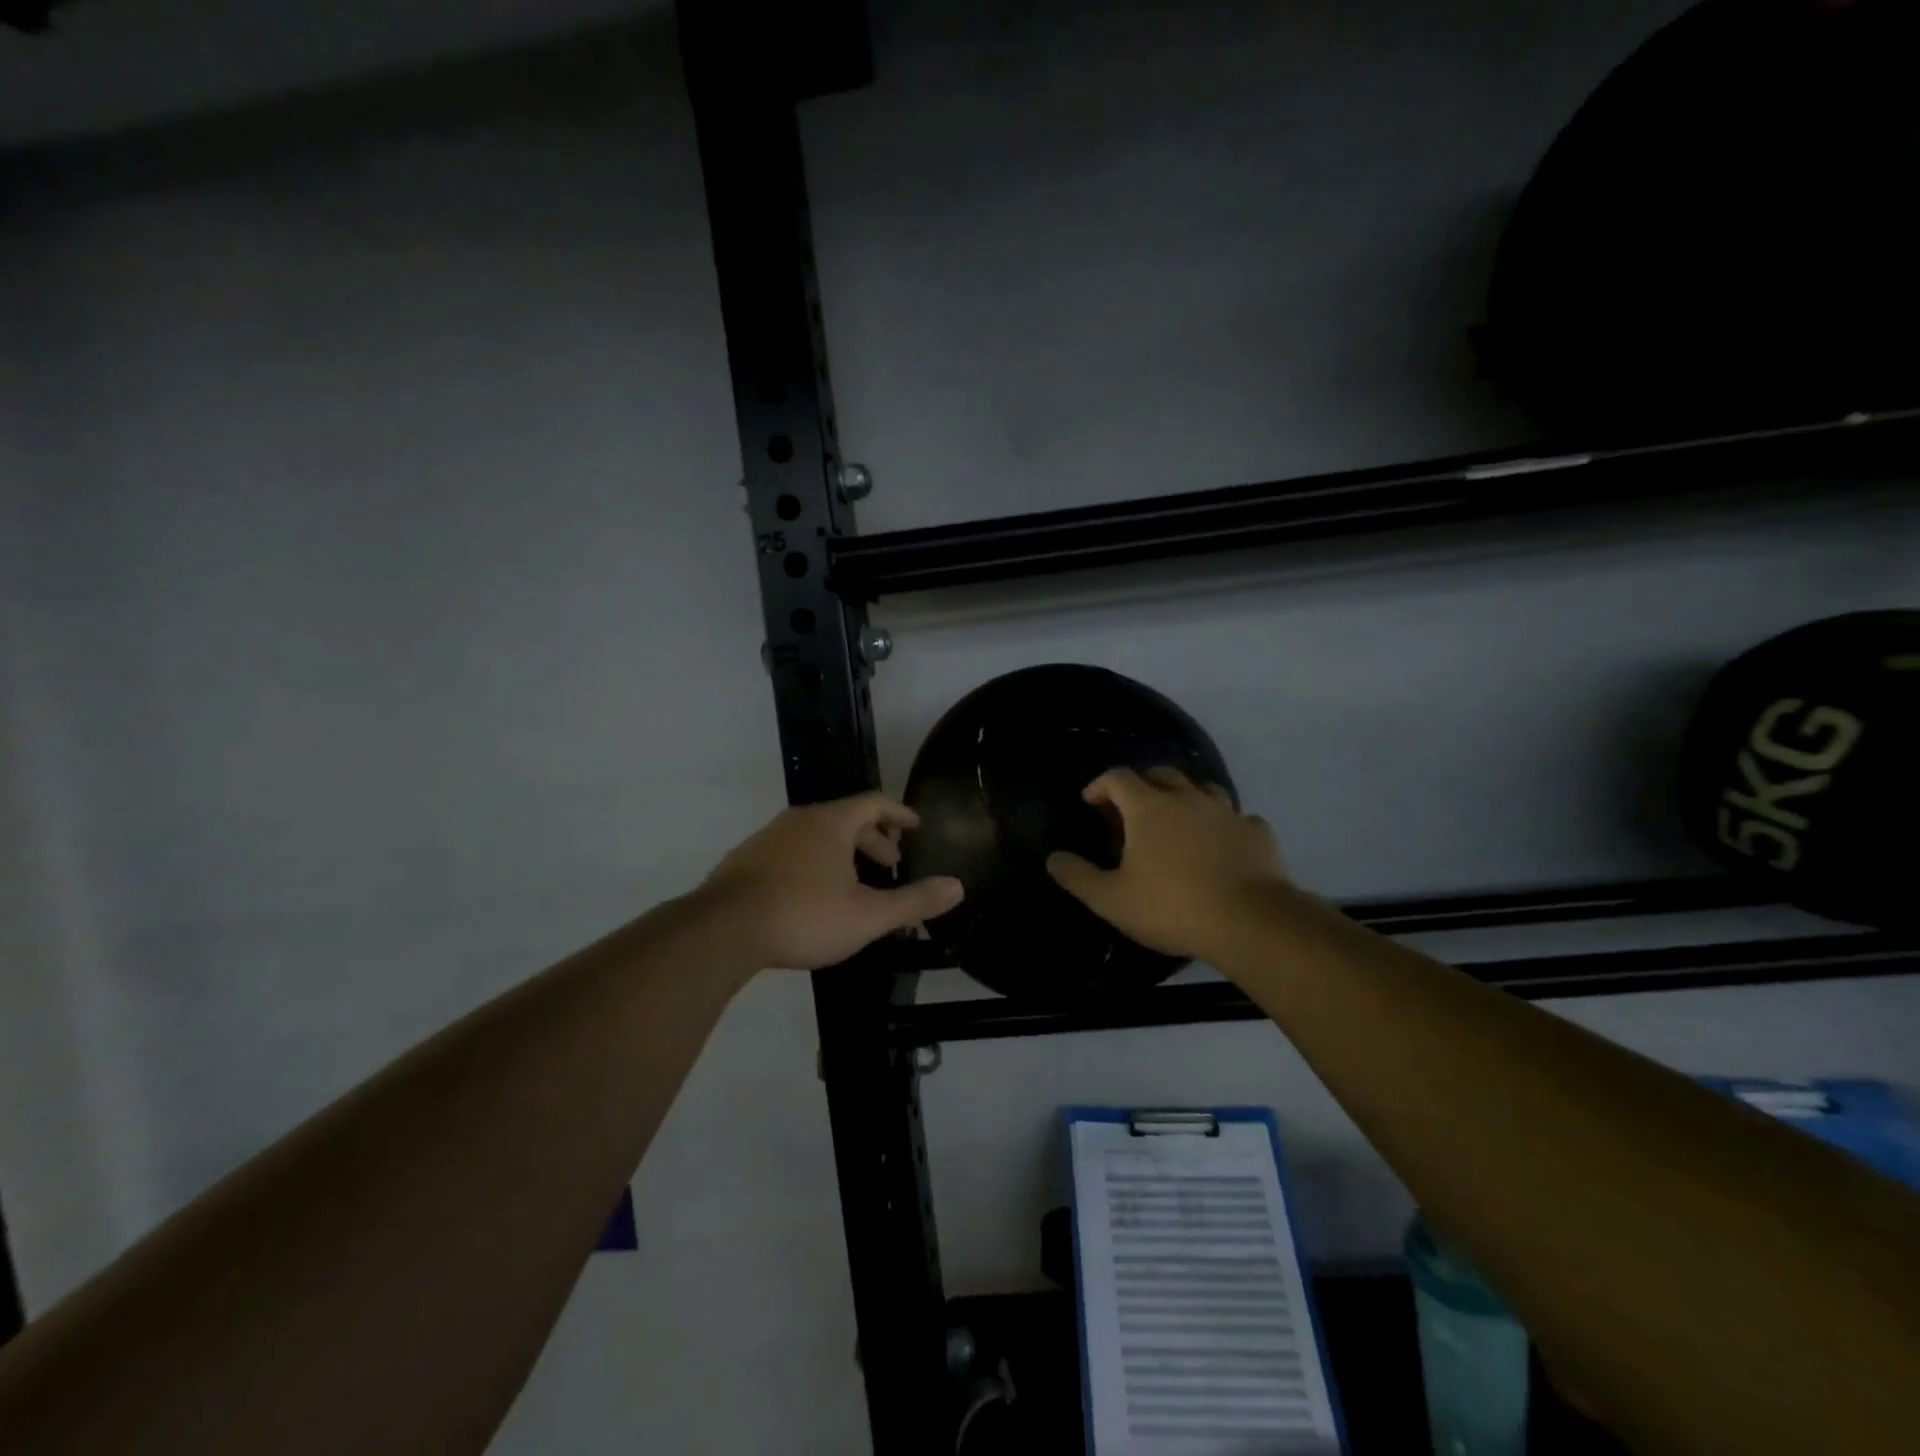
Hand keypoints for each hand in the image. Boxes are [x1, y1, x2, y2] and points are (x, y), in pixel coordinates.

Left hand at [699, 792, 964, 970]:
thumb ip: (914, 901)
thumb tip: (958, 887)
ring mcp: (768, 839)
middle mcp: (800, 821)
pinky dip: (814, 865)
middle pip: (846, 819)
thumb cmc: (804, 915)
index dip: (899, 813)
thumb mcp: (868, 915)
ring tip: (855, 885)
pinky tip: (813, 897)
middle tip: (891, 863)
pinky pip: (792, 853)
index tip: (916, 827)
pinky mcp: (745, 862)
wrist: (721, 931)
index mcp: (832, 823)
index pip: (875, 802)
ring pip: (817, 838)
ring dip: (843, 855)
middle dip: (873, 840)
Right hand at [1047, 767, 1286, 962]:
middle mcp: (1187, 799)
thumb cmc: (1172, 907)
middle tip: (1132, 810)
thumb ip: (1078, 876)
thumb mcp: (1112, 900)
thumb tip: (1052, 858)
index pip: (1118, 778)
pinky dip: (1224, 824)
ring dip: (1186, 797)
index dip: (1100, 785)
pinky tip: (1223, 842)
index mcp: (1149, 807)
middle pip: (1161, 774)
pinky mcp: (1257, 833)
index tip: (1090, 802)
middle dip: (1142, 785)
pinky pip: (1238, 818)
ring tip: (1179, 820)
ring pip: (1203, 789)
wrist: (1250, 923)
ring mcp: (1227, 813)